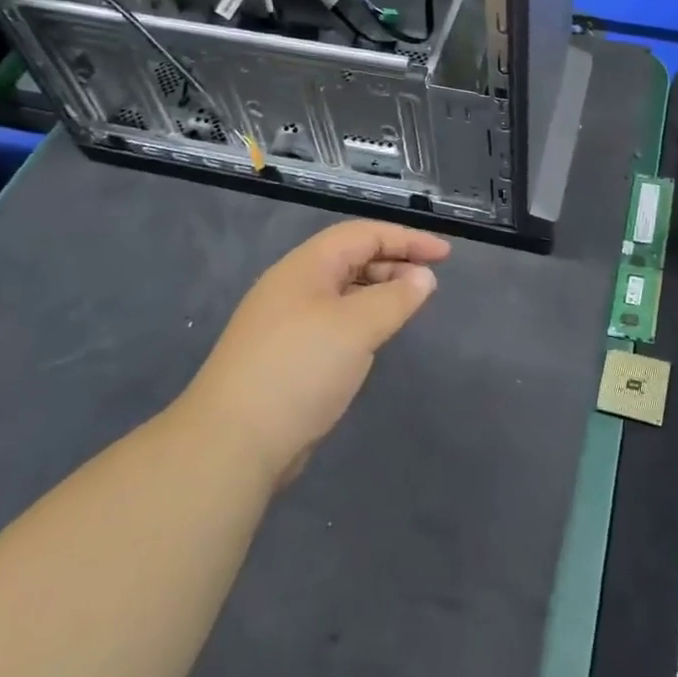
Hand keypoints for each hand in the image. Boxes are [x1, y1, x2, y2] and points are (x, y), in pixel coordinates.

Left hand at [191, 220, 449, 486]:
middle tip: (430, 282)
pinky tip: (374, 339)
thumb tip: (424, 277)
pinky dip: (361, 320)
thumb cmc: (300, 369)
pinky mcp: (285, 355)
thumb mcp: (357, 327)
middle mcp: (294, 285)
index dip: (407, 239)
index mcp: (306, 266)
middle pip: (351, 258)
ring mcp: (286, 321)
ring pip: (342, 291)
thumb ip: (396, 298)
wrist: (232, 442)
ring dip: (378, 292)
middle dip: (394, 263)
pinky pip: (333, 321)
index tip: (445, 255)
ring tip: (409, 307)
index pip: (364, 235)